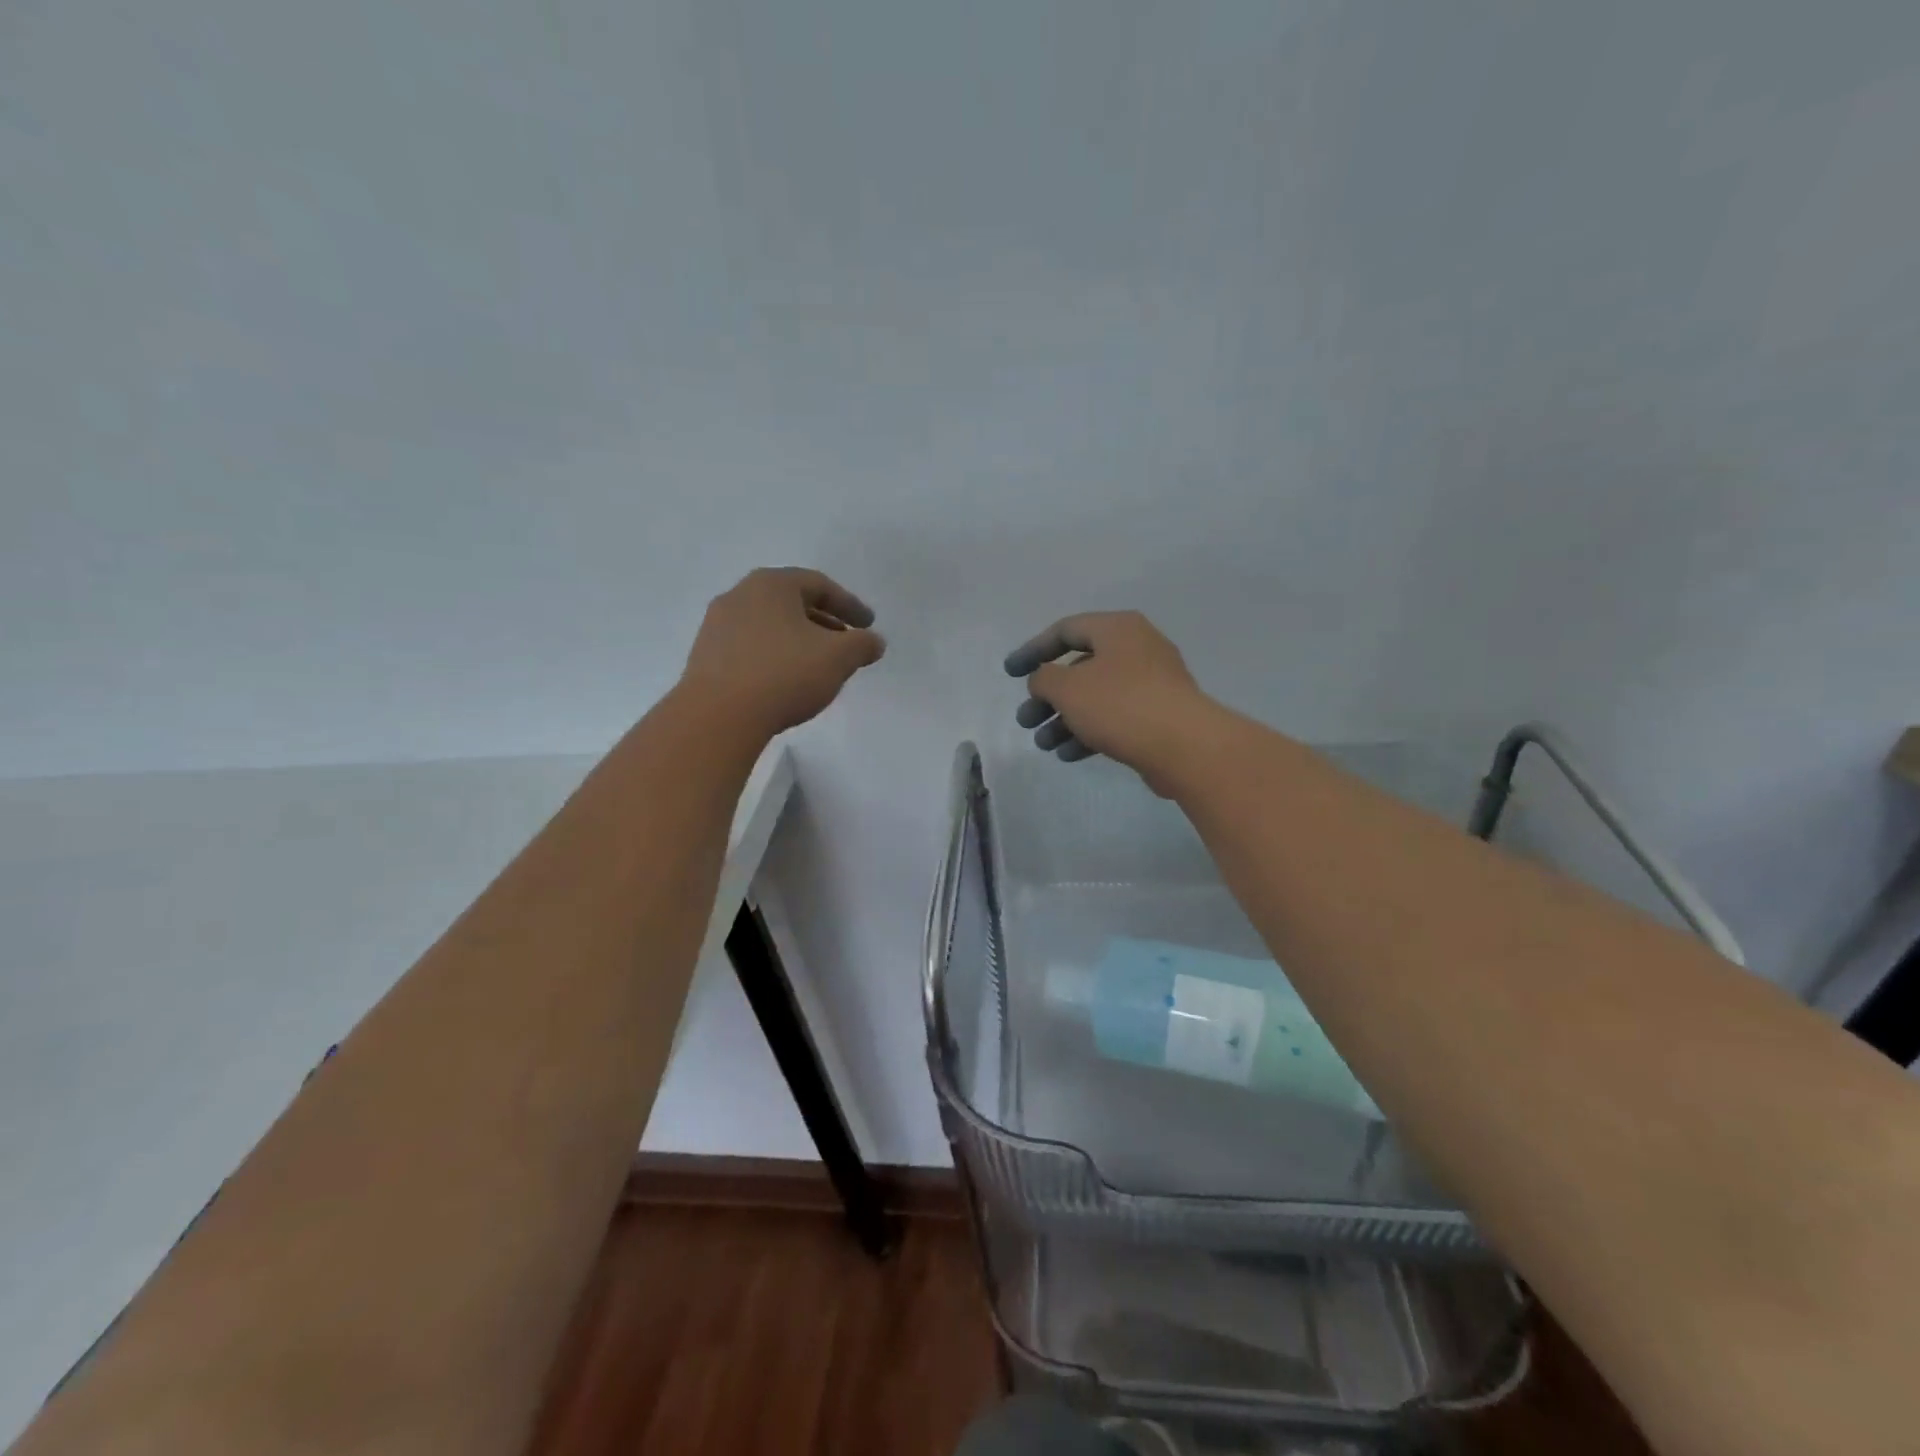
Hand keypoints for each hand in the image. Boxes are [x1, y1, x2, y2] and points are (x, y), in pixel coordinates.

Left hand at [678, 568, 884, 738]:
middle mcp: (740, 595)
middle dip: (823, 621)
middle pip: (791, 602)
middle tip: (846, 642)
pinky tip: (785, 680)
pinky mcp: (705, 656)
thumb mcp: (838, 658)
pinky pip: (750, 647)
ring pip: (770, 625)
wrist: (718, 716)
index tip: (868, 625)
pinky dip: (775, 655)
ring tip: (818, 665)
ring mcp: (717, 625)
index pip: (819, 585)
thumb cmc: (784, 674)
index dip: (849, 605)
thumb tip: (873, 641)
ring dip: (798, 640)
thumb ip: (862, 644)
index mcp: (772, 584)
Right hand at [1003, 611, 1212, 792]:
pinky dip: (1089, 732)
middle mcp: (1137, 648)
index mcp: (1117, 629)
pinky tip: (1069, 755)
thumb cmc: (1120, 705)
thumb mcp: (1067, 688)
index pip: (1065, 630)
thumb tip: (1044, 680)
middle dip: (1047, 697)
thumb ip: (1044, 678)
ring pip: (1096, 697)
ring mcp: (1152, 683)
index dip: (1032, 650)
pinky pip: (1115, 718)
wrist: (1185, 746)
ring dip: (1064, 720)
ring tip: (1044, 745)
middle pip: (1079, 668)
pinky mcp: (1159, 715)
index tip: (1010, 673)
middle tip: (1025, 720)